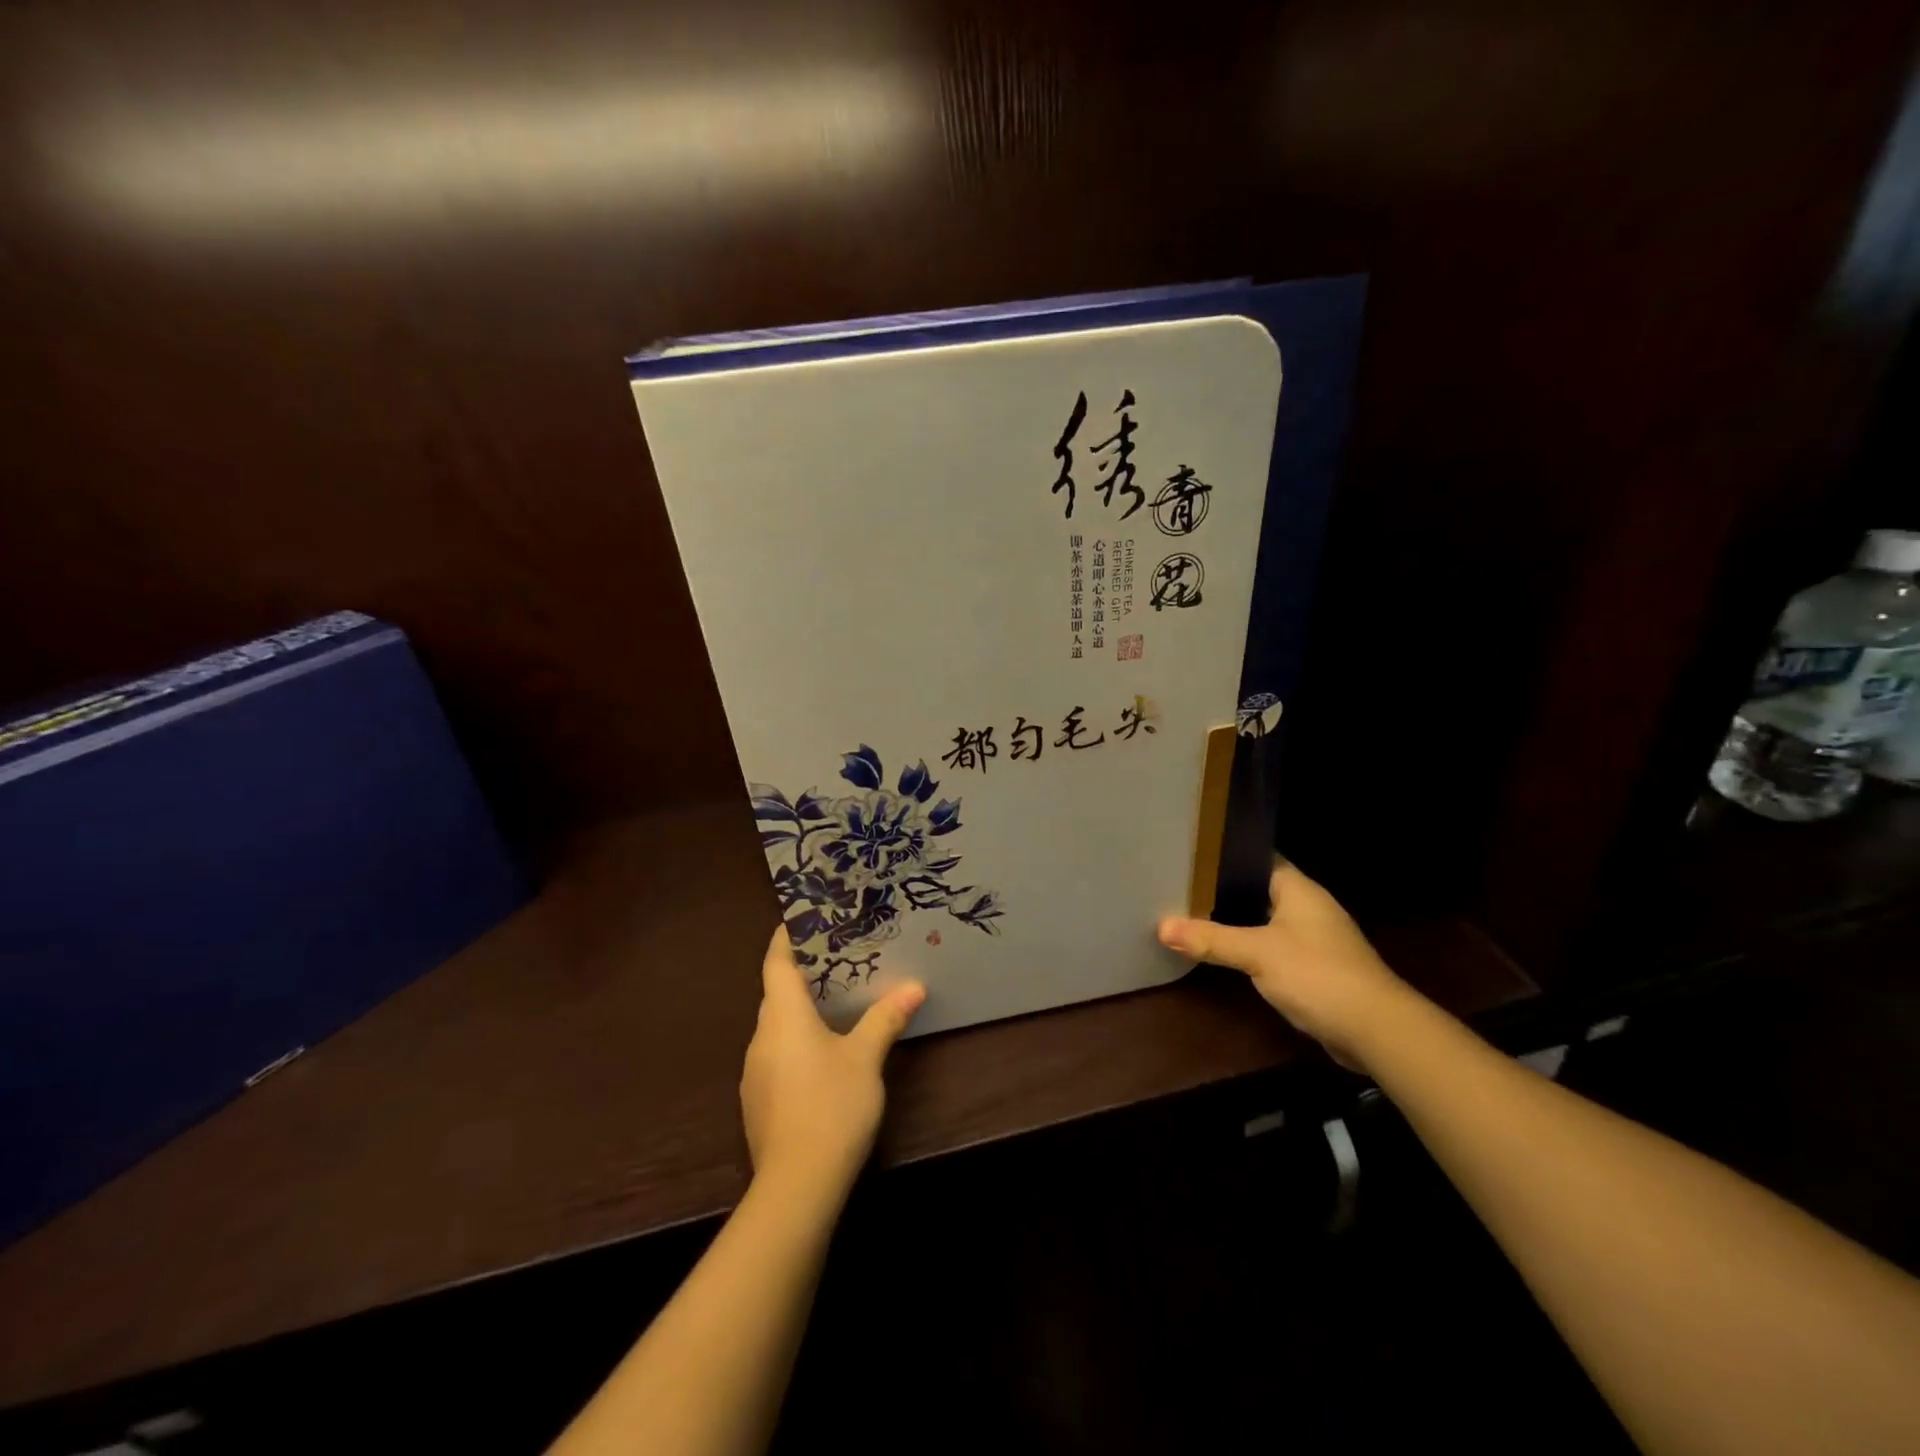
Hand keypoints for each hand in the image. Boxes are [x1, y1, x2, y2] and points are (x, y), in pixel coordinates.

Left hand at [739, 927, 925, 1205]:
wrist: (796, 1186)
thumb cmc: (831, 1106)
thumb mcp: (866, 1058)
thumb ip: (886, 1018)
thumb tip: (913, 986)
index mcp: (783, 1017)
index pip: (776, 963)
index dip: (786, 938)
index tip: (803, 920)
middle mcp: (762, 1038)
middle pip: (776, 994)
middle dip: (802, 975)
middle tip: (838, 958)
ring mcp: (755, 1073)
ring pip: (777, 1027)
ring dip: (800, 1011)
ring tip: (836, 1003)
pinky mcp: (759, 1102)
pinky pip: (777, 1055)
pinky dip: (796, 1043)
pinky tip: (824, 1056)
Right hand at [1157, 863, 1413, 1072]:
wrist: (1377, 1031)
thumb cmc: (1318, 974)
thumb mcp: (1258, 953)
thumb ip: (1211, 939)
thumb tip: (1162, 927)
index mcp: (1297, 888)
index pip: (1256, 856)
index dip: (1223, 853)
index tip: (1187, 851)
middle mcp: (1307, 906)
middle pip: (1255, 888)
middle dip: (1220, 888)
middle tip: (1177, 882)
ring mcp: (1312, 938)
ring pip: (1262, 919)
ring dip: (1233, 920)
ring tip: (1188, 912)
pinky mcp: (1312, 967)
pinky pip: (1271, 947)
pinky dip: (1248, 947)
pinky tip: (1220, 951)